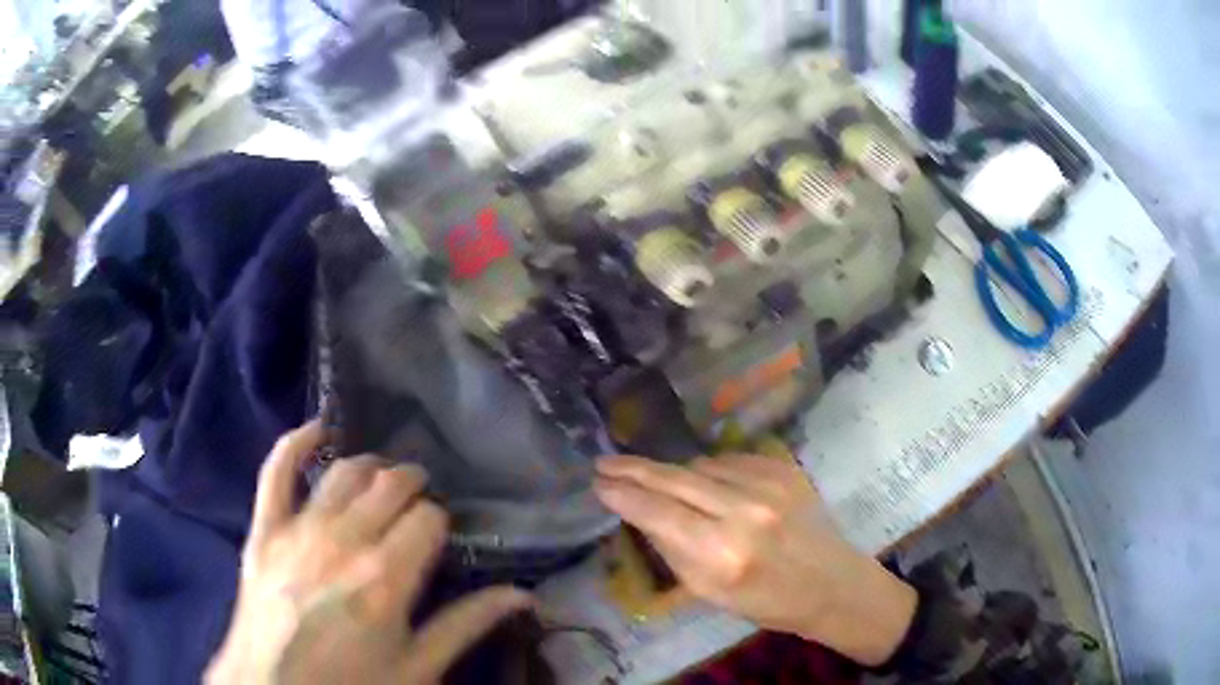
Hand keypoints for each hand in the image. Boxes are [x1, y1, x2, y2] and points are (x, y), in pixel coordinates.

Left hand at [206, 421, 530, 684]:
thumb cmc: (351, 684)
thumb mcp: (416, 669)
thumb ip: (465, 626)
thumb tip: (522, 594)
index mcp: (387, 578)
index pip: (428, 517)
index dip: (440, 519)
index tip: (440, 534)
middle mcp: (345, 541)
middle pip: (390, 486)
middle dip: (412, 485)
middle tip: (419, 501)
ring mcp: (299, 529)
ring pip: (345, 472)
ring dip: (371, 467)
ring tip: (383, 480)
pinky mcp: (265, 528)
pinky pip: (276, 470)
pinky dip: (296, 442)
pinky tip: (318, 430)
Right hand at [595, 454, 915, 665]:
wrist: (831, 581)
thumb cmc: (767, 600)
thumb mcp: (709, 592)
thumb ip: (672, 549)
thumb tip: (640, 513)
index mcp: (722, 553)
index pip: (657, 513)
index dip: (623, 495)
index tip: (598, 483)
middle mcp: (744, 510)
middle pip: (675, 479)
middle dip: (634, 469)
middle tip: (604, 463)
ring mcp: (768, 483)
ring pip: (699, 465)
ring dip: (674, 474)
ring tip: (659, 484)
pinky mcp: (783, 468)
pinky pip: (728, 460)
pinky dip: (710, 471)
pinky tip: (706, 485)